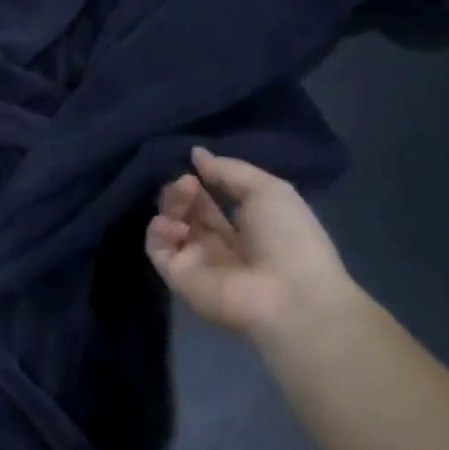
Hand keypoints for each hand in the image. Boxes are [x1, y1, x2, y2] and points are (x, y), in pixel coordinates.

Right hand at [145, 147, 359, 342]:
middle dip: (182, 190)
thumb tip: (195, 153)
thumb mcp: (268, 190)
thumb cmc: (290, 239)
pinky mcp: (177, 276)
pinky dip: (159, 230)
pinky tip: (175, 223)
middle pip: (186, 210)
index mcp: (245, 226)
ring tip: (184, 194)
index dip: (201, 180)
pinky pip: (157, 248)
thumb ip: (229, 170)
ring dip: (171, 204)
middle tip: (187, 181)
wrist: (291, 296)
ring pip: (168, 224)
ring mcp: (195, 260)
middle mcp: (217, 244)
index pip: (209, 200)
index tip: (194, 164)